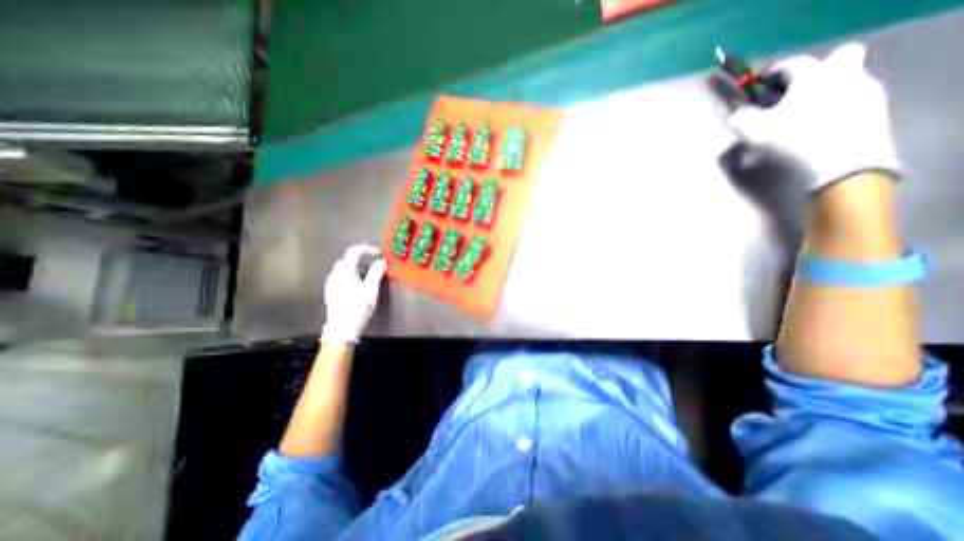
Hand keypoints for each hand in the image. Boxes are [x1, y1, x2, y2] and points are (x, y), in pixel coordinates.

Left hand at [322, 244, 387, 340]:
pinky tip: (358, 285)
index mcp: (345, 271)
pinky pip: (341, 277)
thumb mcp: (371, 289)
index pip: (354, 252)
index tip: (376, 253)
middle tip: (374, 264)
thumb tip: (381, 262)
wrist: (342, 328)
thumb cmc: (357, 308)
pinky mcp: (331, 291)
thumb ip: (376, 273)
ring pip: (344, 269)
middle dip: (362, 259)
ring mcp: (331, 283)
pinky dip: (351, 276)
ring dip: (356, 268)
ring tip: (368, 275)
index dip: (366, 250)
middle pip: (348, 259)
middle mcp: (335, 275)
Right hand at [732, 42, 896, 192]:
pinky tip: (816, 132)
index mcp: (814, 76)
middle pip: (837, 59)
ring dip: (822, 94)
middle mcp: (846, 77)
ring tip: (799, 119)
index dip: (773, 73)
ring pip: (845, 82)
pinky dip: (833, 112)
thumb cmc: (791, 144)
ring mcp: (866, 95)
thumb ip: (741, 119)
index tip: (760, 85)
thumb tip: (738, 116)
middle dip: (815, 72)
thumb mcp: (752, 133)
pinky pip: (851, 103)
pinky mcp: (875, 116)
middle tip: (792, 94)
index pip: (792, 64)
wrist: (840, 172)